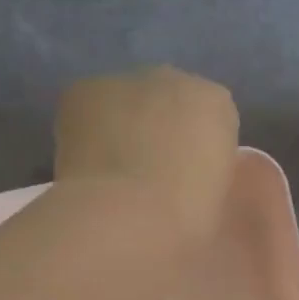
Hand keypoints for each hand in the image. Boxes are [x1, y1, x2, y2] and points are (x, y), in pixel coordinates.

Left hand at [54, 67, 240, 248]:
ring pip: (123, 102)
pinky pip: (85, 109)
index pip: (208, 118)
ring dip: (119, 128)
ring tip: (111, 174)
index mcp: (217, 105)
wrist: (125, 217)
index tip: (183, 179)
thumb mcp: (215, 200)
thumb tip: (183, 174)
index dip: (193, 149)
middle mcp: (174, 78)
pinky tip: (84, 165)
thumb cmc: (183, 220)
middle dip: (156, 129)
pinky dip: (84, 131)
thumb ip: (205, 173)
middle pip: (165, 100)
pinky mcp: (81, 91)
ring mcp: (124, 80)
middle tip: (146, 175)